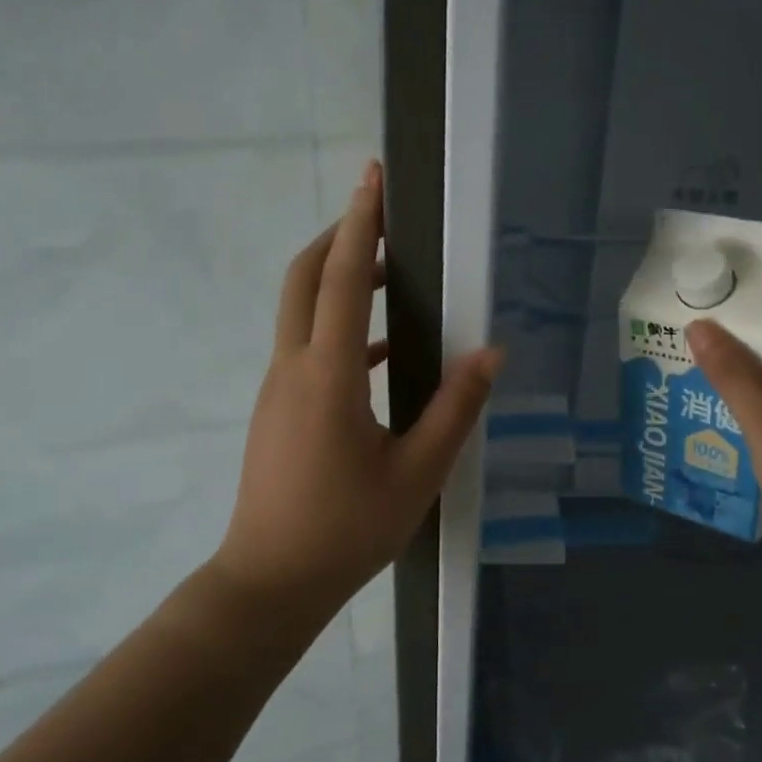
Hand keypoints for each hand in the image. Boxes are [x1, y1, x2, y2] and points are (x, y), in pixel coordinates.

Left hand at [211, 160, 502, 627]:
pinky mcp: (278, 410)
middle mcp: (293, 369)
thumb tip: (491, 353)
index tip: (373, 177)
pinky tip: (384, 355)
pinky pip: (307, 349)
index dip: (360, 224)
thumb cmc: (347, 529)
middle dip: (338, 237)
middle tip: (380, 218)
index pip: (341, 279)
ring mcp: (278, 389)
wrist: (270, 583)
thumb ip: (456, 408)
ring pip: (300, 312)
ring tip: (391, 276)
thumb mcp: (417, 472)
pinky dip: (341, 330)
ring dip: (338, 281)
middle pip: (303, 279)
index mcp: (328, 376)